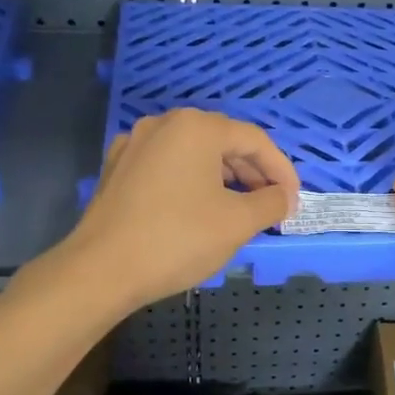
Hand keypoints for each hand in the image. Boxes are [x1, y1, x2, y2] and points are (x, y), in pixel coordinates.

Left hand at [64, 109, 298, 309]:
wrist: (101, 270)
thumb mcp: (238, 223)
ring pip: (193, 154)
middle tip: (271, 206)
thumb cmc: (178, 240)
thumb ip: (271, 203)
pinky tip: (198, 209)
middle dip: (253, 173)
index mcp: (197, 127)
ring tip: (240, 210)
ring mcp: (135, 144)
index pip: (254, 141)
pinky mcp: (117, 169)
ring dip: (224, 179)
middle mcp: (164, 124)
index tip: (293, 201)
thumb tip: (284, 196)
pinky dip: (191, 182)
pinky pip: (167, 167)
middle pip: (223, 142)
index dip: (281, 170)